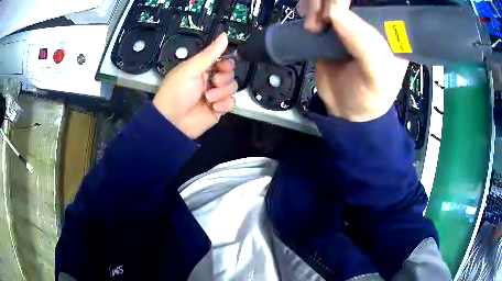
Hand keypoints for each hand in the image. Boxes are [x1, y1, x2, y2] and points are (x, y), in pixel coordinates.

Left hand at [153, 33, 237, 137]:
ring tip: (209, 97)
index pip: (222, 60)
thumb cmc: (177, 91)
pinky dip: (225, 104)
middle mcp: (210, 80)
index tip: (222, 66)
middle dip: (224, 78)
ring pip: (232, 88)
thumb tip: (225, 34)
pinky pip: (231, 103)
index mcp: (202, 68)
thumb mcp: (191, 69)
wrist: (172, 121)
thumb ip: (210, 53)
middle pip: (230, 73)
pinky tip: (214, 107)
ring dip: (222, 92)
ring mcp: (215, 95)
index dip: (226, 62)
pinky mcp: (218, 109)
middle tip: (214, 81)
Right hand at [302, 0, 408, 121]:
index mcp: (392, 30)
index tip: (340, 6)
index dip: (354, 0)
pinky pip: (318, 4)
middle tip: (322, 19)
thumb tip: (335, 11)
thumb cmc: (370, 96)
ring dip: (315, 4)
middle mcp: (372, 19)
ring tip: (312, 27)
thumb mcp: (377, 77)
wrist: (345, 109)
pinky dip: (308, 5)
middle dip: (331, 0)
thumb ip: (366, 46)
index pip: (379, 0)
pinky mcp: (331, 23)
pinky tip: (306, 17)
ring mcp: (350, 19)